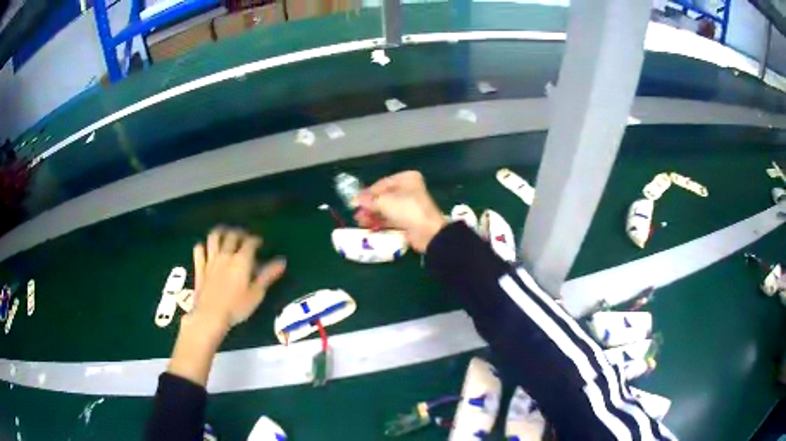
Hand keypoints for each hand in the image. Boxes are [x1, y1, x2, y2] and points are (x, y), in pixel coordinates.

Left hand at [190, 228, 286, 332]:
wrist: (210, 315)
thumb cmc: (237, 307)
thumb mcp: (257, 293)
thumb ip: (268, 275)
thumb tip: (282, 262)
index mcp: (242, 261)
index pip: (250, 242)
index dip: (255, 240)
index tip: (259, 242)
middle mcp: (226, 255)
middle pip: (231, 236)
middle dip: (239, 233)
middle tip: (244, 236)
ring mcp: (210, 260)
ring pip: (214, 238)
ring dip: (220, 233)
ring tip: (224, 234)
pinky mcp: (200, 268)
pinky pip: (199, 250)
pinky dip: (203, 246)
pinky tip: (206, 249)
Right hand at [355, 171, 446, 252]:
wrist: (428, 232)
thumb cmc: (407, 209)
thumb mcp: (385, 201)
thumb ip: (368, 200)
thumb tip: (354, 200)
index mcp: (406, 179)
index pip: (381, 183)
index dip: (367, 193)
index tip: (354, 202)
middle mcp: (408, 190)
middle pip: (383, 196)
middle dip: (369, 205)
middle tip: (356, 213)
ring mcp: (408, 206)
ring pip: (386, 209)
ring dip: (372, 215)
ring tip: (359, 221)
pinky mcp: (408, 220)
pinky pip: (390, 219)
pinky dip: (379, 222)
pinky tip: (368, 226)